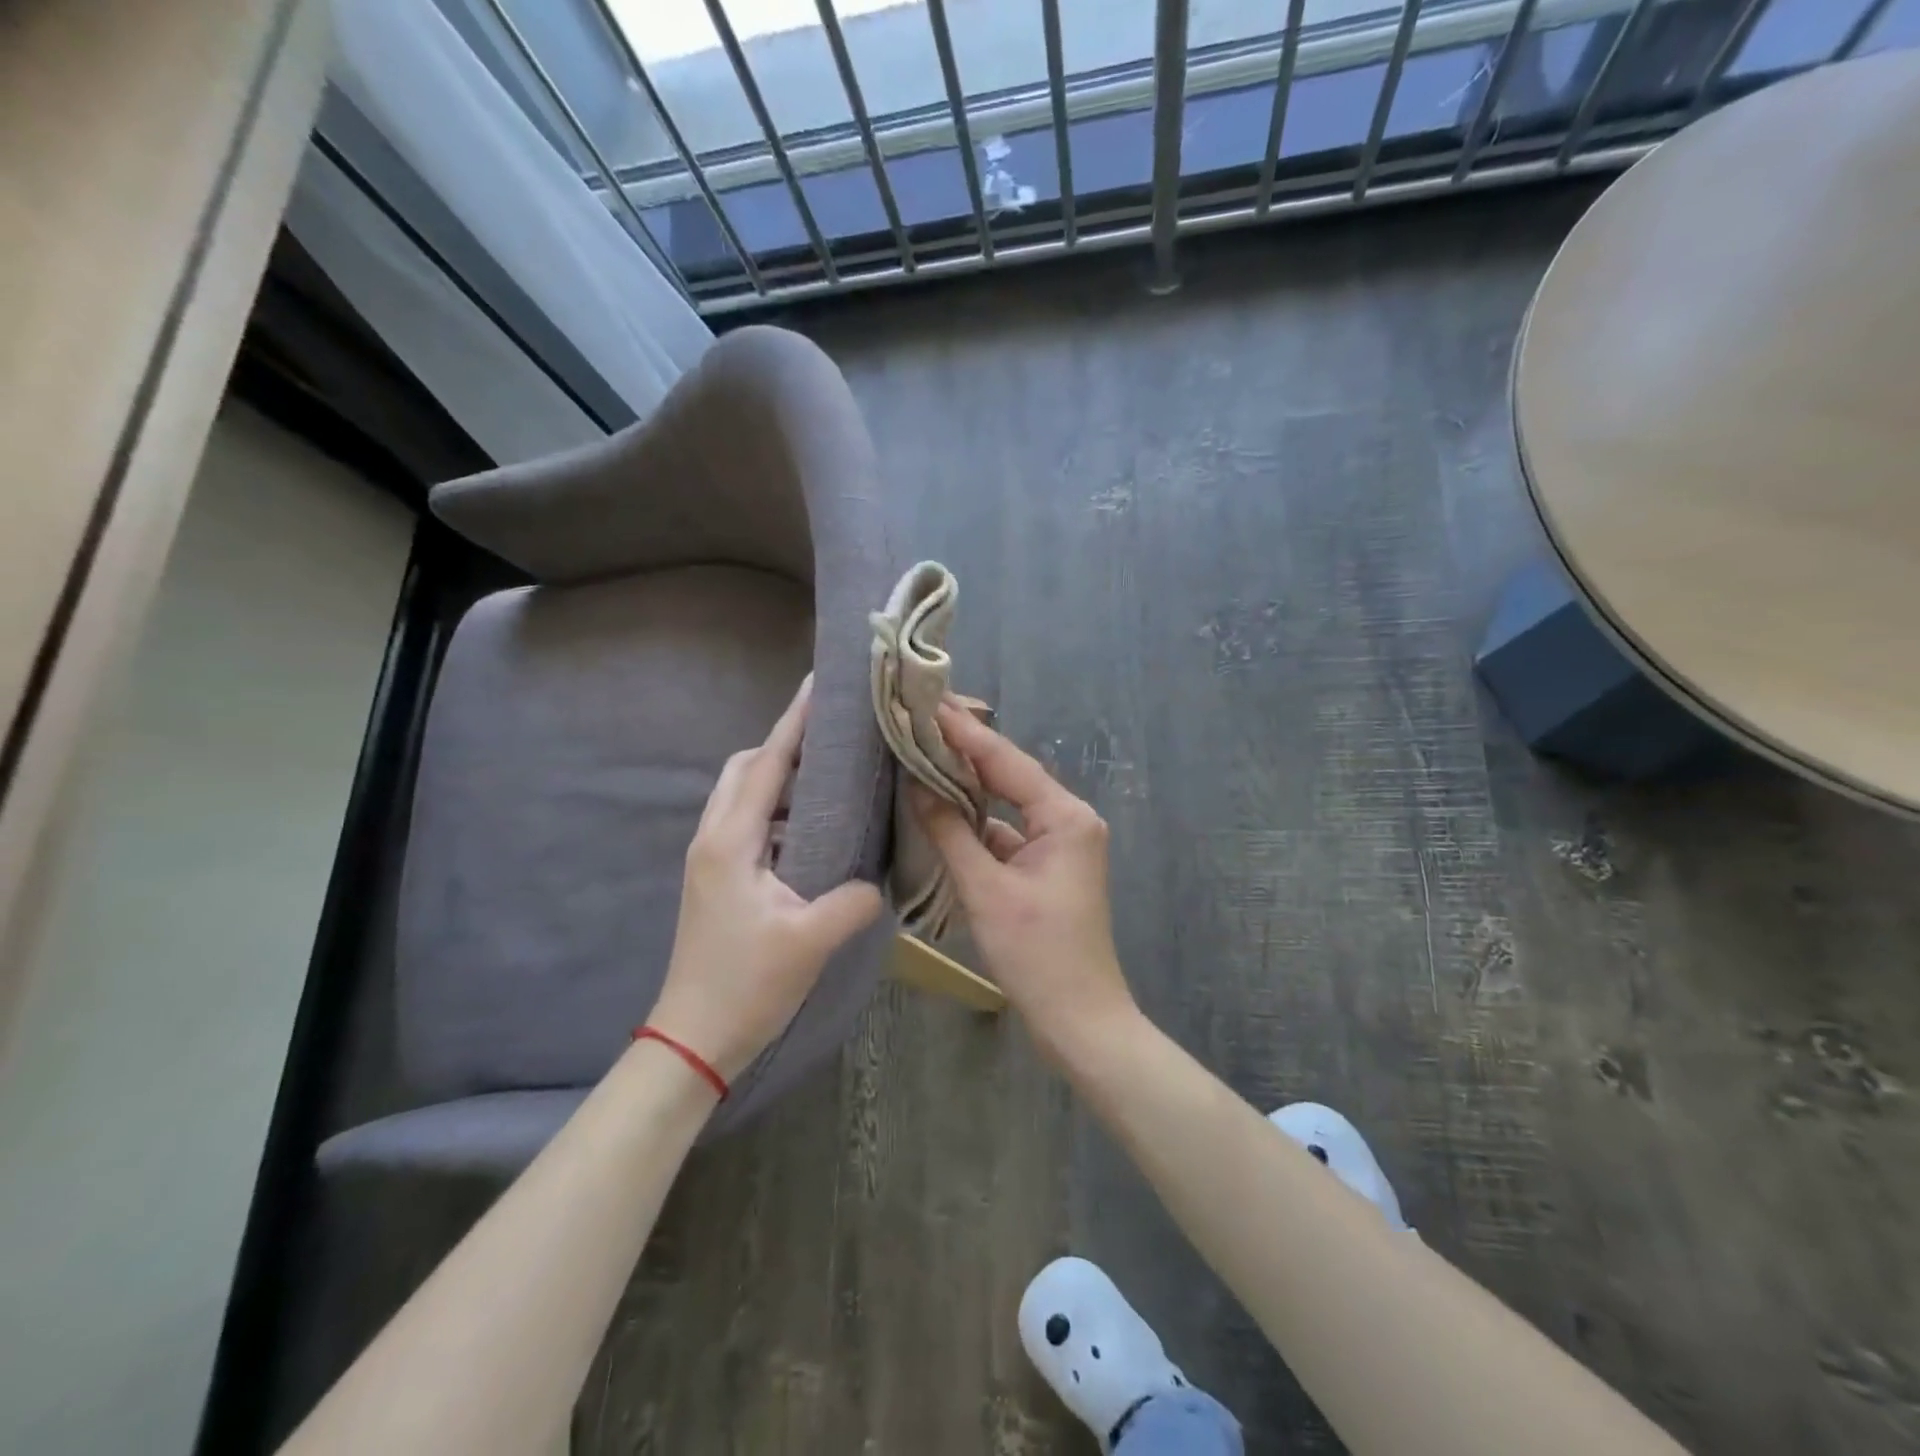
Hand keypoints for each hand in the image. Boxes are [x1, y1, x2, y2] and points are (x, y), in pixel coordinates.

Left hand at [648, 677, 884, 1082]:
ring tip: (830, 775)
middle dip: (783, 744)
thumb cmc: (746, 985)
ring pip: (744, 796)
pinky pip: (749, 824)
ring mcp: (711, 859)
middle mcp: (714, 838)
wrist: (694, 1038)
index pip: (767, 764)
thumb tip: (875, 880)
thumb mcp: (810, 941)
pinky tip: (814, 828)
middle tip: (832, 736)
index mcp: (731, 841)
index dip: (794, 723)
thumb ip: (852, 900)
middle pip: (745, 769)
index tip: (818, 686)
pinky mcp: (719, 879)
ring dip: (780, 777)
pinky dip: (778, 810)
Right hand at [913, 703, 1137, 1063]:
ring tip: (924, 753)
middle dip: (966, 750)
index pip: (1007, 762)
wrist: (1079, 1020)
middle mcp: (1070, 820)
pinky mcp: (1048, 868)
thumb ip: (951, 832)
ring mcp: (1060, 845)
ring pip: (1007, 804)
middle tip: (923, 717)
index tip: (929, 702)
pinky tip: (942, 809)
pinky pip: (1008, 833)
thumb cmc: (1037, 955)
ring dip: (969, 786)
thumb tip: (916, 785)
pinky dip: (977, 823)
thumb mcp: (986, 891)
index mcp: (1066, 817)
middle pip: (1010, 775)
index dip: (965, 732)